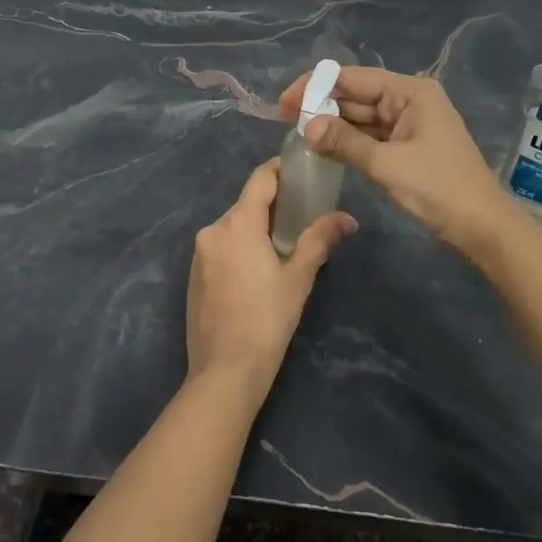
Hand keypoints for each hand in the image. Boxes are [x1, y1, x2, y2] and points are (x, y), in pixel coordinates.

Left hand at [187, 158, 356, 406]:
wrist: (225, 371)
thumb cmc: (266, 319)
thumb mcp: (298, 278)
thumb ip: (320, 240)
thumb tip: (347, 218)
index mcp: (237, 224)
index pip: (260, 179)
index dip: (281, 170)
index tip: (303, 171)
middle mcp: (212, 230)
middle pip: (246, 204)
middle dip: (273, 205)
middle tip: (303, 214)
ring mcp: (199, 254)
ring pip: (232, 227)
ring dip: (256, 229)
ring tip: (285, 245)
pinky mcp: (193, 276)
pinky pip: (221, 248)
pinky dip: (240, 248)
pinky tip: (258, 272)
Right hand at [278, 66, 513, 255]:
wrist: (481, 226)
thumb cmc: (437, 188)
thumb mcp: (386, 164)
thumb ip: (344, 142)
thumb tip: (306, 127)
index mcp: (410, 92)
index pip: (352, 77)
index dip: (315, 86)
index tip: (285, 104)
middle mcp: (409, 99)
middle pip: (356, 94)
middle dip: (322, 106)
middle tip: (285, 122)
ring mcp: (410, 122)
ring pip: (361, 116)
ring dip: (333, 125)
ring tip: (298, 135)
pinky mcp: (408, 145)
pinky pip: (371, 134)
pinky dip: (349, 140)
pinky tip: (324, 148)